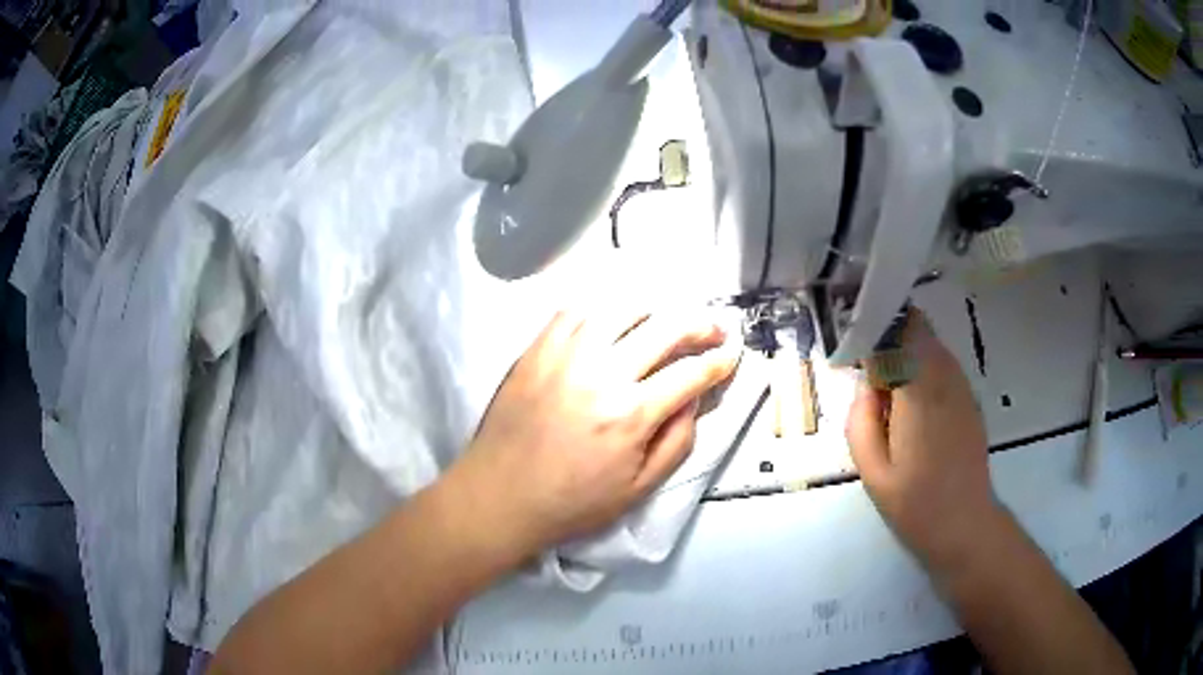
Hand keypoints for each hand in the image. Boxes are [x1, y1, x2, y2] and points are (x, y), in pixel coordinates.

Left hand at [449, 309, 739, 559]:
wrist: (500, 495)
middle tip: (712, 328)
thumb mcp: (638, 490)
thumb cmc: (572, 502)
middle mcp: (603, 373)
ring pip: (621, 309)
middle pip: (664, 328)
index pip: (691, 373)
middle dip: (699, 323)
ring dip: (654, 309)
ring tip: (664, 320)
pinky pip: (574, 312)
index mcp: (632, 413)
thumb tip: (695, 400)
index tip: (733, 354)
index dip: (720, 361)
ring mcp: (566, 355)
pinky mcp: (536, 350)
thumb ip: (677, 442)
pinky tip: (611, 321)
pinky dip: (602, 310)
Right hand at [845, 310, 1002, 571]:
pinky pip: (943, 367)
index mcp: (920, 393)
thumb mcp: (872, 471)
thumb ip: (860, 420)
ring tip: (888, 393)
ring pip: (932, 345)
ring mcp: (962, 387)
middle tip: (868, 372)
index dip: (877, 326)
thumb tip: (866, 385)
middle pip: (918, 329)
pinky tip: (912, 408)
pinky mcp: (969, 400)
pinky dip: (923, 370)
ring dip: (907, 354)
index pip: (901, 329)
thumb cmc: (915, 504)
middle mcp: (945, 379)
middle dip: (890, 337)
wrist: (964, 524)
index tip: (856, 345)